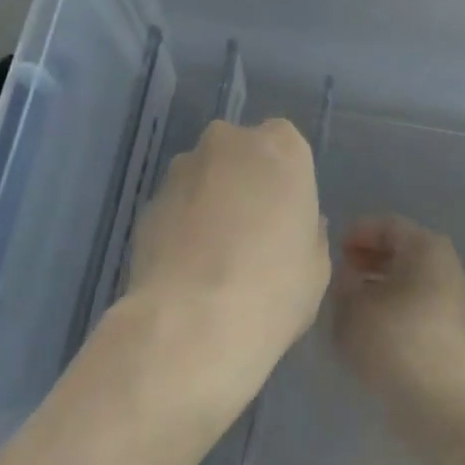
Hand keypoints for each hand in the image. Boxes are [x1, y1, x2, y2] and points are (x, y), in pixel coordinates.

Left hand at [123, 119, 330, 416]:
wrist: (193, 322)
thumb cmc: (274, 286)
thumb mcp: (316, 264)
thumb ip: (307, 230)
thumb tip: (288, 224)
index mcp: (280, 146)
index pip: (286, 146)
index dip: (285, 181)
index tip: (285, 217)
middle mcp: (228, 142)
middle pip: (240, 153)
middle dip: (244, 183)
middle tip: (251, 233)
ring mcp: (182, 168)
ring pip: (203, 177)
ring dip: (209, 202)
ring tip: (214, 256)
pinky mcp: (148, 201)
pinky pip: (175, 206)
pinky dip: (181, 226)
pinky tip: (187, 268)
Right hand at [331, 215, 464, 426]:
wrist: (442, 404)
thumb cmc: (392, 340)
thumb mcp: (350, 305)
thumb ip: (344, 281)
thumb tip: (349, 275)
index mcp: (426, 247)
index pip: (387, 225)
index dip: (357, 233)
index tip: (334, 250)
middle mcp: (449, 266)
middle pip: (404, 252)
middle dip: (371, 260)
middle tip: (342, 275)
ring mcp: (459, 302)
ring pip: (414, 282)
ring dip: (384, 287)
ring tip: (354, 305)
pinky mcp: (460, 336)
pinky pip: (423, 309)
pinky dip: (399, 310)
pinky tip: (376, 330)